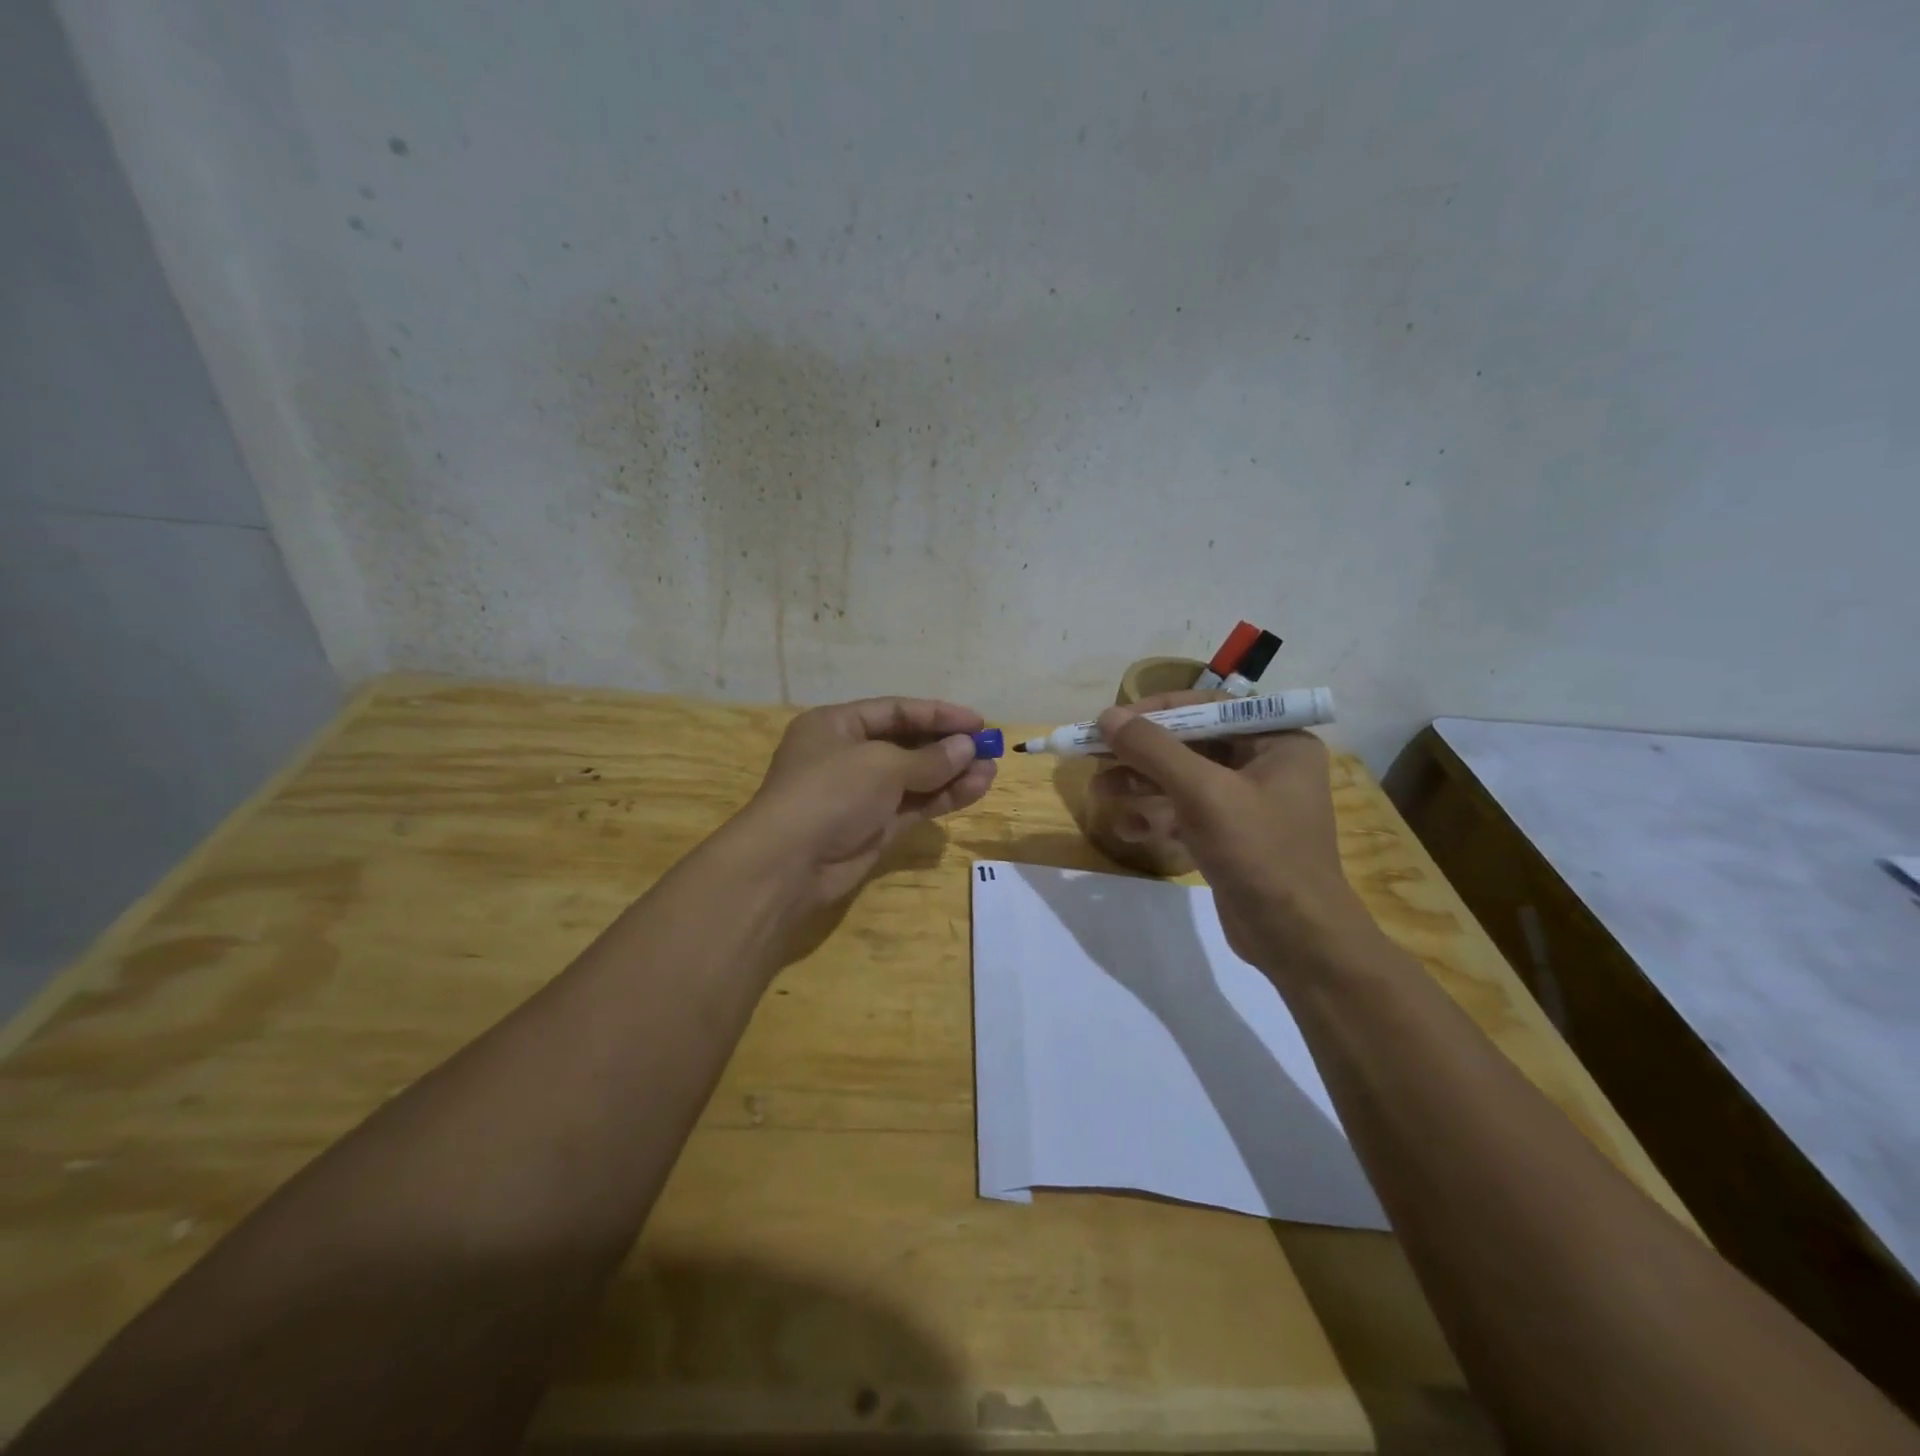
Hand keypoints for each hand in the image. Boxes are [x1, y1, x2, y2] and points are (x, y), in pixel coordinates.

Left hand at [733, 697, 996, 913]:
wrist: (789, 865)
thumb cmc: (830, 793)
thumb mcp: (882, 765)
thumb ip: (929, 758)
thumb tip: (967, 748)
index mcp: (837, 725)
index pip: (895, 711)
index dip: (938, 714)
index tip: (977, 722)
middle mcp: (848, 755)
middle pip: (907, 743)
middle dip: (948, 746)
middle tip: (989, 748)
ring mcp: (862, 794)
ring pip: (915, 777)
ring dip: (953, 773)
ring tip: (991, 770)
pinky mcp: (875, 827)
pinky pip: (915, 805)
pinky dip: (944, 797)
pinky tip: (976, 789)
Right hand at [1093, 691, 1375, 970]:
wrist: (1296, 939)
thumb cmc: (1259, 853)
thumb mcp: (1203, 794)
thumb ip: (1154, 750)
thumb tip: (1107, 716)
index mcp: (1277, 741)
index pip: (1208, 709)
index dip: (1156, 711)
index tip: (1110, 721)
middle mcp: (1266, 764)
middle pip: (1191, 744)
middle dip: (1141, 755)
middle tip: (1095, 757)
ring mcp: (1248, 803)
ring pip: (1183, 781)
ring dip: (1140, 786)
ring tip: (1098, 793)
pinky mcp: (1232, 836)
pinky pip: (1187, 813)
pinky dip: (1157, 818)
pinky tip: (1127, 830)